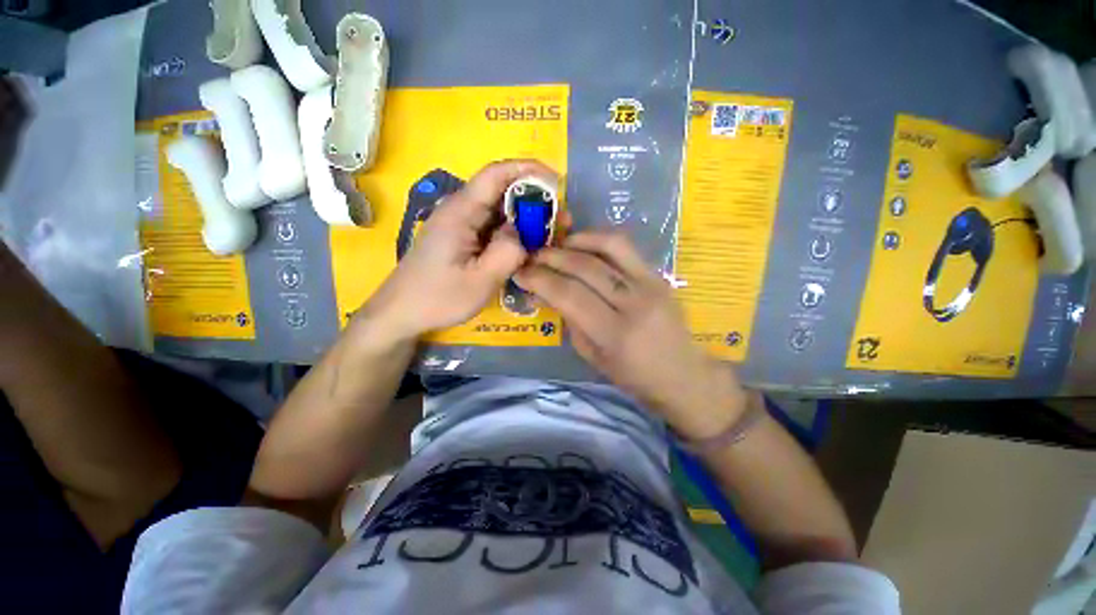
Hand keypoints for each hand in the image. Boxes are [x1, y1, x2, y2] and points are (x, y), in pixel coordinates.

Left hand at [357, 160, 558, 342]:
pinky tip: (529, 248)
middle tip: (562, 223)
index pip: (496, 174)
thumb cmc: (437, 298)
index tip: (557, 182)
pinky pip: (494, 227)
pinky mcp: (463, 237)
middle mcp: (461, 210)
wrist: (402, 311)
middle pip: (503, 191)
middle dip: (536, 200)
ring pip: (501, 210)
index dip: (529, 170)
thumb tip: (524, 233)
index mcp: (461, 212)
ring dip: (528, 219)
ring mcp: (462, 224)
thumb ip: (507, 253)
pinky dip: (515, 233)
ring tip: (551, 237)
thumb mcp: (479, 281)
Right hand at [514, 232, 747, 438]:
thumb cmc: (632, 376)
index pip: (569, 295)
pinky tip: (581, 244)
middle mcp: (634, 304)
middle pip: (585, 268)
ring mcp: (651, 284)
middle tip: (532, 256)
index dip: (539, 279)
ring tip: (556, 245)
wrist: (682, 373)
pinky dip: (597, 239)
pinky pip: (624, 247)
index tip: (520, 273)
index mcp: (615, 334)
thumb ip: (569, 319)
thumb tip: (544, 291)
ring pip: (607, 246)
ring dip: (575, 240)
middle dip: (551, 257)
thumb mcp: (592, 356)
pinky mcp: (659, 274)